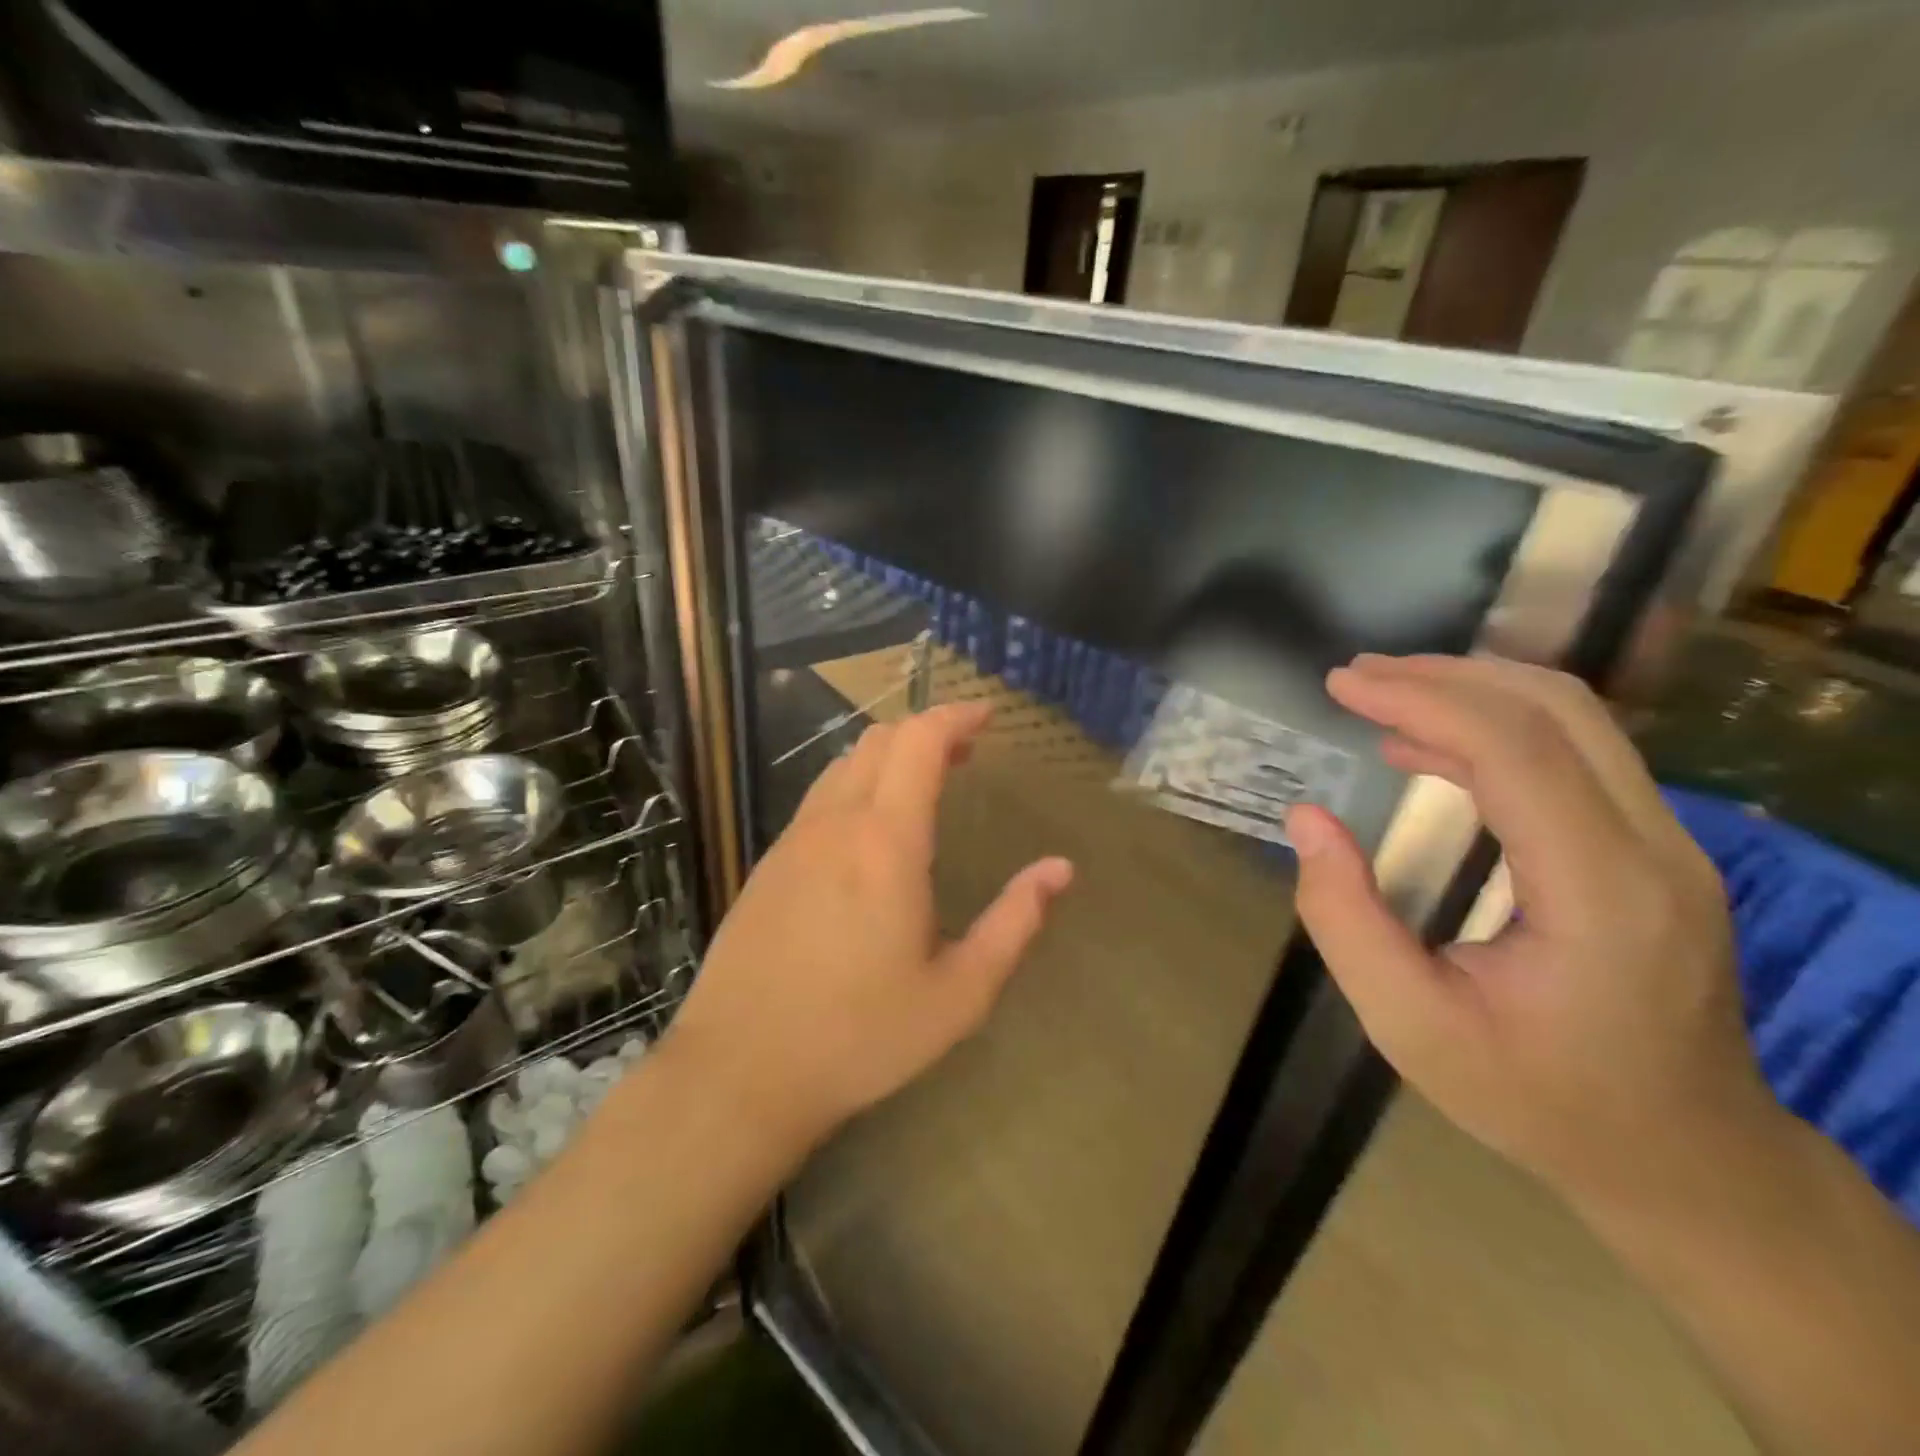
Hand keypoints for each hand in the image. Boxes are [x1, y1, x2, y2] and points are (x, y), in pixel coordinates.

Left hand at [664, 701, 1073, 1150]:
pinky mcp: (768, 864)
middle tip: (966, 752)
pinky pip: (819, 798)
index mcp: (886, 842)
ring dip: (888, 756)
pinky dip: (856, 784)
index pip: (919, 742)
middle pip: (879, 740)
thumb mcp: (958, 993)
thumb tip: (1060, 870)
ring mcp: (793, 840)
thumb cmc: (860, 1036)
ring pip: (843, 765)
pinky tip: (871, 829)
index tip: (986, 716)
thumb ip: (1014, 924)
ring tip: (924, 782)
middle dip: (927, 731)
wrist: (739, 1071)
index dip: (955, 716)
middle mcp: (835, 824)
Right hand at [1285, 654, 1773, 1208]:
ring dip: (1472, 690)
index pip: (1514, 751)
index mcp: (1600, 894)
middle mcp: (1656, 851)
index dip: (1421, 700)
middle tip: (1355, 676)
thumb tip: (1307, 819)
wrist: (1683, 1157)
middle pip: (1557, 712)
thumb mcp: (1410, 1026)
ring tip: (1383, 694)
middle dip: (1445, 676)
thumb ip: (1345, 920)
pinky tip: (1429, 748)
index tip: (1341, 685)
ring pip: (1577, 720)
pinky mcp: (1657, 850)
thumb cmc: (1537, 1098)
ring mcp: (1671, 846)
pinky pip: (1577, 755)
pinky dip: (1496, 728)